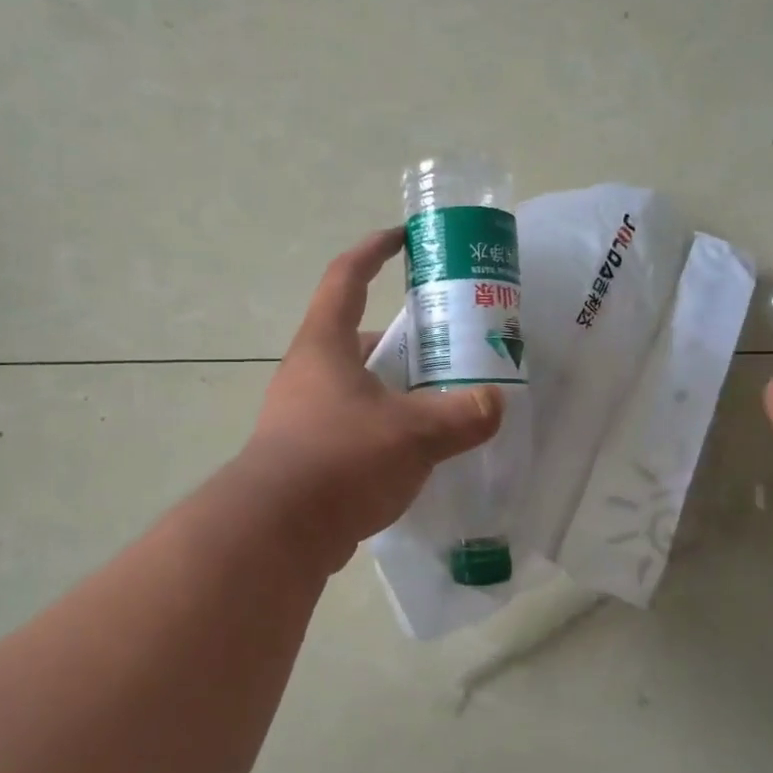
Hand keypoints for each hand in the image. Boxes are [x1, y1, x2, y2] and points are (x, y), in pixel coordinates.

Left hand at [246, 228, 504, 564]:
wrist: (276, 534)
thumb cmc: (340, 460)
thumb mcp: (412, 433)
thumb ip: (460, 416)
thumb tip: (496, 402)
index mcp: (325, 346)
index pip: (347, 277)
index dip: (374, 250)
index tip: (403, 238)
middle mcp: (308, 373)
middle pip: (356, 336)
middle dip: (400, 336)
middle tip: (445, 342)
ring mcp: (302, 416)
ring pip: (356, 386)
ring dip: (394, 386)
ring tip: (439, 398)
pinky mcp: (307, 456)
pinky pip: (352, 426)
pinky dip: (384, 427)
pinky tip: (415, 450)